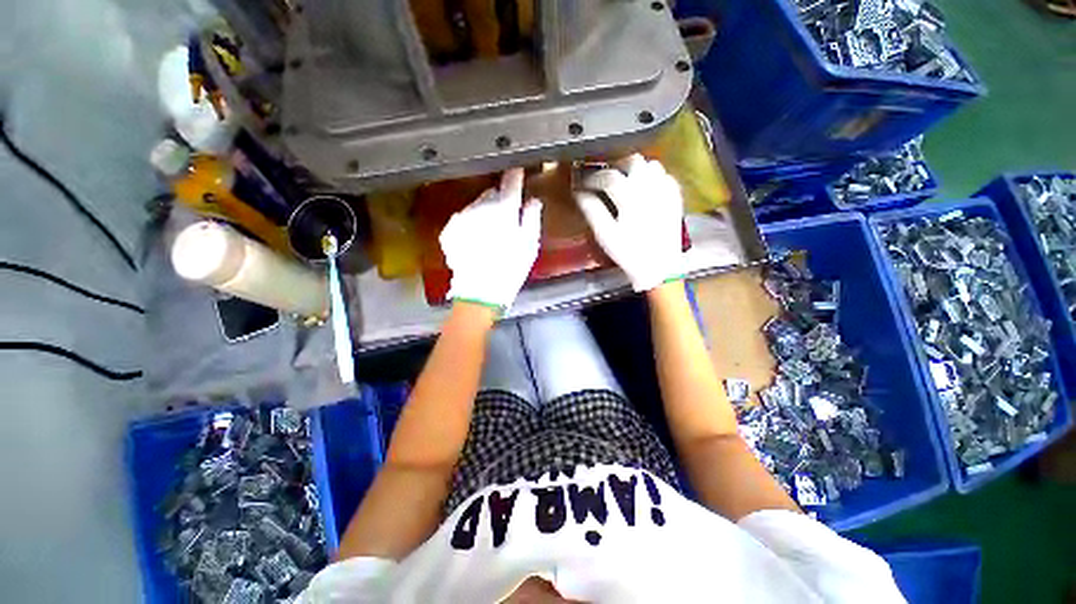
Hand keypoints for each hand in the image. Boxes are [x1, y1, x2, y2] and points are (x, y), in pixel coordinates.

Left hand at [439, 168, 542, 308]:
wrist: (480, 292)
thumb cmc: (510, 269)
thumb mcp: (529, 245)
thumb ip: (532, 218)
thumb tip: (533, 201)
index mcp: (503, 208)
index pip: (511, 182)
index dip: (516, 176)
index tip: (518, 173)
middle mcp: (479, 206)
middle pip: (492, 194)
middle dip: (499, 201)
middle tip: (507, 221)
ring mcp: (462, 217)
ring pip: (476, 206)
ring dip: (484, 213)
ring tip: (491, 235)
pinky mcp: (449, 230)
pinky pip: (463, 220)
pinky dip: (471, 225)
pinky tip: (476, 243)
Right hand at [575, 154, 684, 291]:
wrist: (660, 268)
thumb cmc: (629, 253)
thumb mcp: (605, 235)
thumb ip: (592, 210)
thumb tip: (579, 192)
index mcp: (631, 196)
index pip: (609, 176)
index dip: (593, 178)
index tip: (584, 183)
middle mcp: (651, 186)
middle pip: (632, 161)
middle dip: (616, 167)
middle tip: (605, 179)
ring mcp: (666, 190)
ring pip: (651, 165)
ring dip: (635, 170)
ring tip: (625, 183)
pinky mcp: (675, 197)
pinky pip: (664, 176)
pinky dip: (652, 177)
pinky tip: (645, 190)